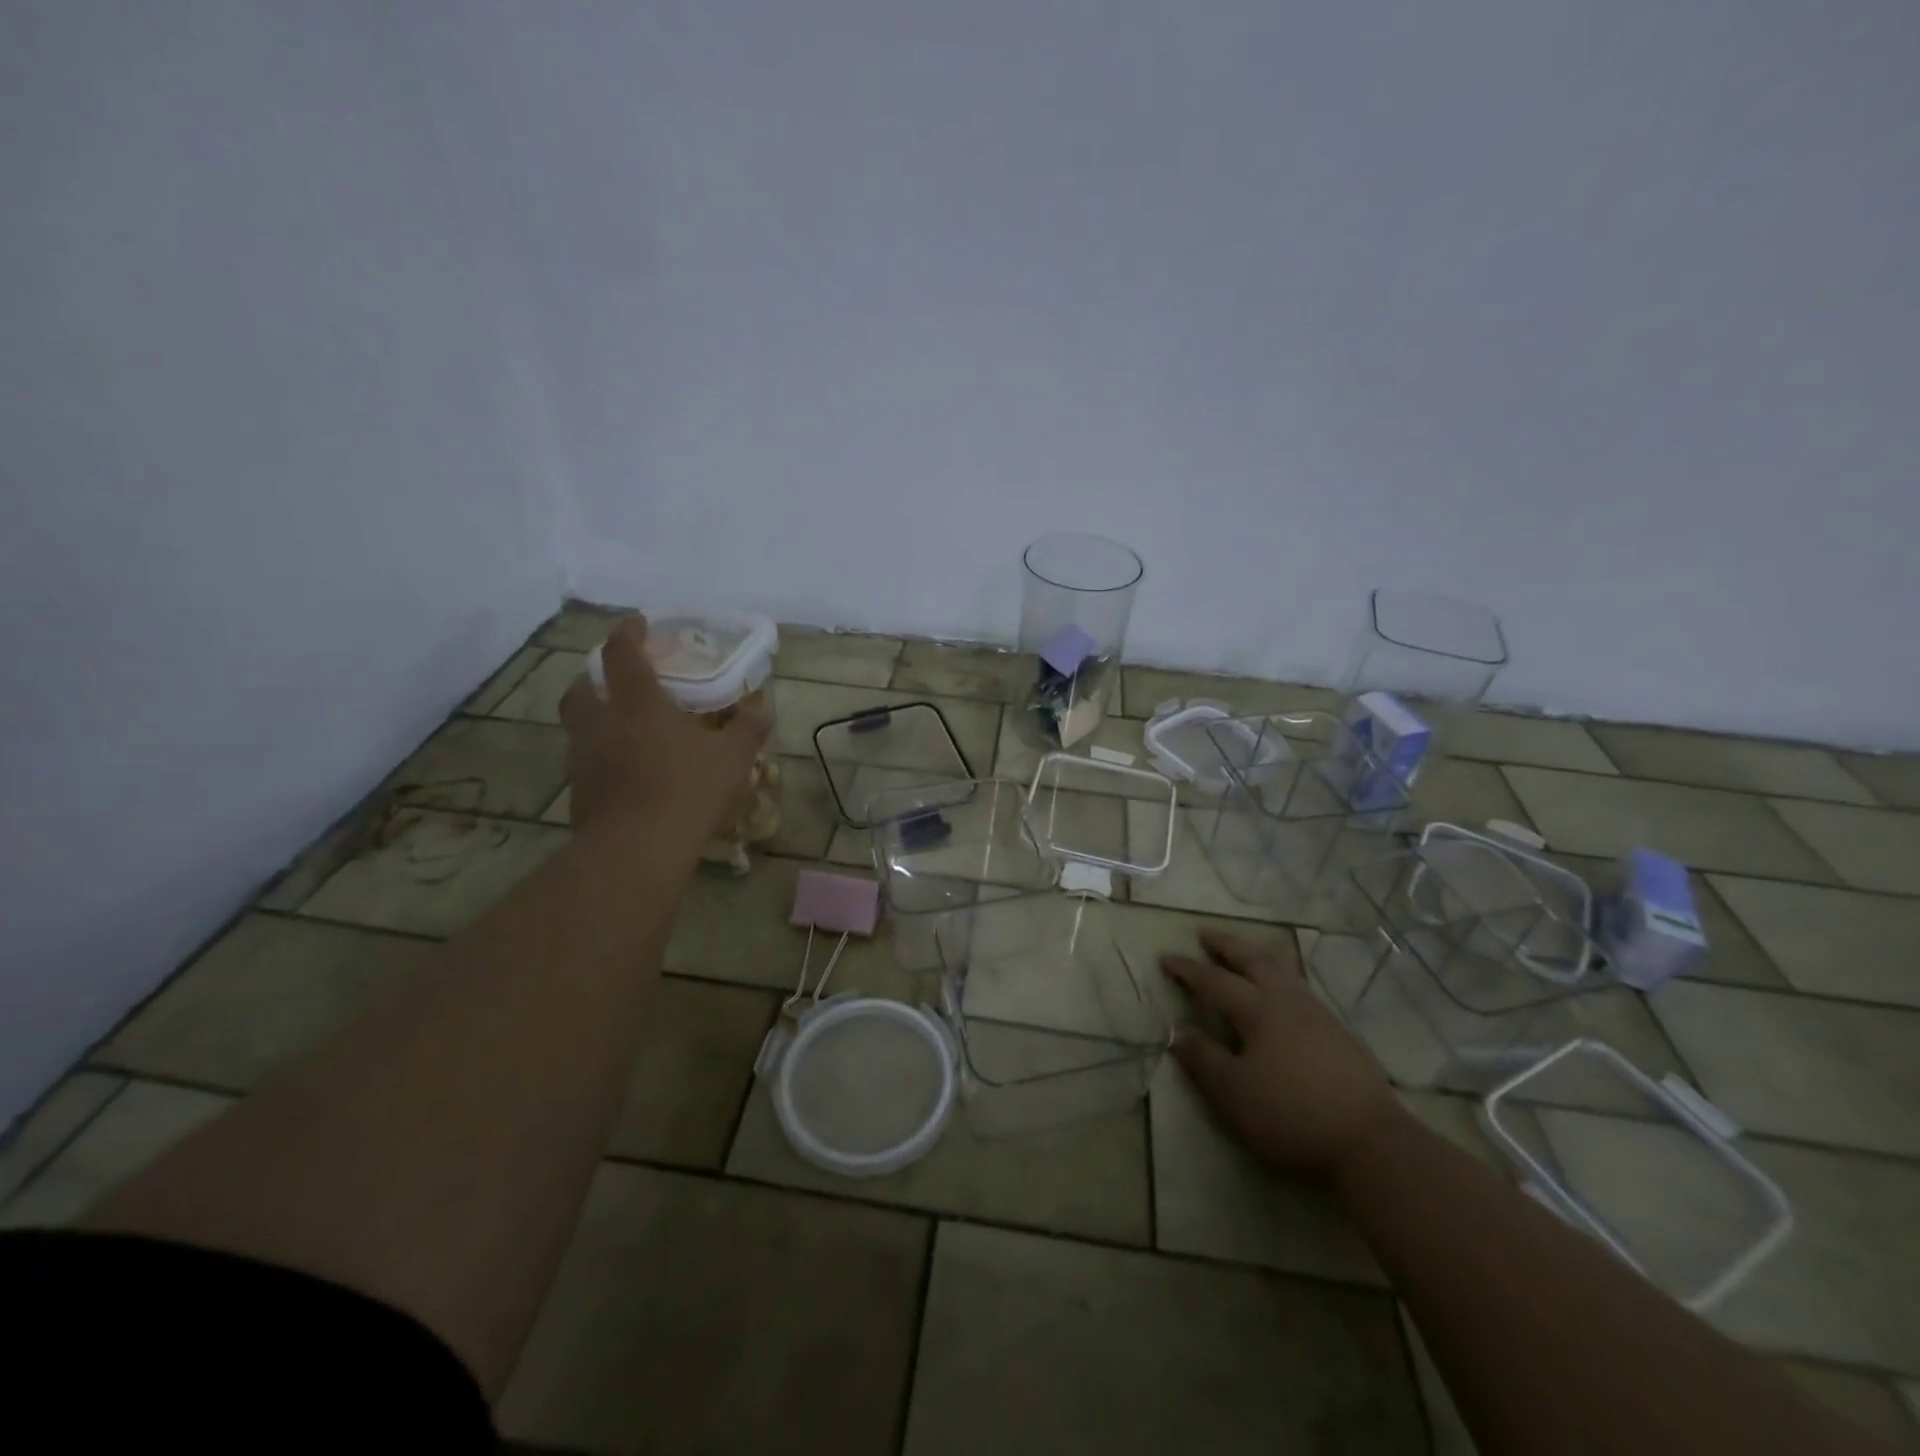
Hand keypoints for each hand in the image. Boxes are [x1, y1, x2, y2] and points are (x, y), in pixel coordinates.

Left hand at [560, 616, 770, 845]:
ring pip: (579, 725)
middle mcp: (601, 723)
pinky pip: (585, 761)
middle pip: (582, 687)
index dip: (628, 633)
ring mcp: (583, 758)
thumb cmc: (687, 790)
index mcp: (637, 704)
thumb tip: (762, 709)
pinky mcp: (577, 792)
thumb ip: (748, 729)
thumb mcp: (732, 758)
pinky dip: (601, 755)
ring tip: (623, 726)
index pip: (622, 654)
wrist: (636, 850)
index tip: (638, 624)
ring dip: (595, 717)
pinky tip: (625, 770)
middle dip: (595, 676)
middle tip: (616, 679)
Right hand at [1161, 929, 1405, 1178]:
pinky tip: (1281, 992)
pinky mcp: (1339, 1034)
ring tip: (1243, 954)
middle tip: (1206, 933)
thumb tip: (1180, 1032)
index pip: (1214, 981)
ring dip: (1256, 956)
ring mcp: (1318, 1015)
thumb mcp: (1233, 1093)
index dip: (1187, 969)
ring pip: (1282, 971)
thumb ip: (1204, 1060)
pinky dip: (1279, 977)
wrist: (1371, 1143)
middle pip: (1254, 961)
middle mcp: (1287, 1002)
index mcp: (1258, 1010)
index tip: (1164, 957)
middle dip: (1227, 945)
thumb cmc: (1290, 1114)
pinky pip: (1299, 989)